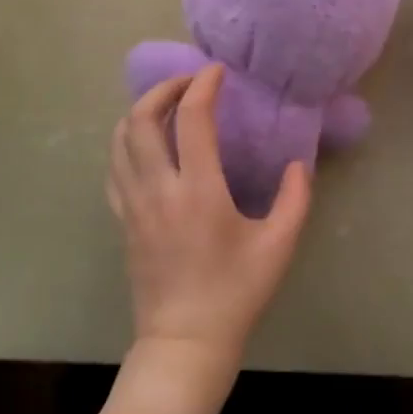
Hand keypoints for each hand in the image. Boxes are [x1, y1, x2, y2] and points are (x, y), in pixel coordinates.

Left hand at [107, 65, 311, 377]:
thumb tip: (298, 163)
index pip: (192, 117)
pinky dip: (127, 143)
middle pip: (142, 117)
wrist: (185, 342)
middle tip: (189, 82)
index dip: (204, 85)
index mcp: (199, 190)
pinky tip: (147, 145)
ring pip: (120, 139)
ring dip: (141, 111)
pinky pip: (114, 168)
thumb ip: (295, 198)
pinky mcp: (123, 221)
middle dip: (164, 88)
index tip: (218, 72)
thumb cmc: (235, 294)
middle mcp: (159, 188)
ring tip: (168, 106)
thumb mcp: (279, 245)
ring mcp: (134, 204)